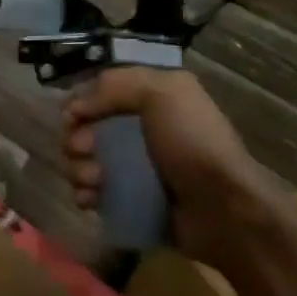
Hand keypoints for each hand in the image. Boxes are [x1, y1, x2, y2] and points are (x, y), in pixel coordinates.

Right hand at [61, 67, 291, 271]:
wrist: (223, 209)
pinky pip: (93, 193)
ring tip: (94, 181)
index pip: (99, 95)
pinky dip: (85, 195)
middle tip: (84, 151)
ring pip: (84, 163)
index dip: (80, 105)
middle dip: (76, 141)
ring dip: (78, 170)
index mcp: (153, 102)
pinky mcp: (130, 200)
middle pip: (86, 130)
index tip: (74, 119)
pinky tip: (91, 200)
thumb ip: (117, 86)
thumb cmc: (193, 145)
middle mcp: (142, 132)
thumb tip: (73, 108)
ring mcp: (135, 169)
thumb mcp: (165, 93)